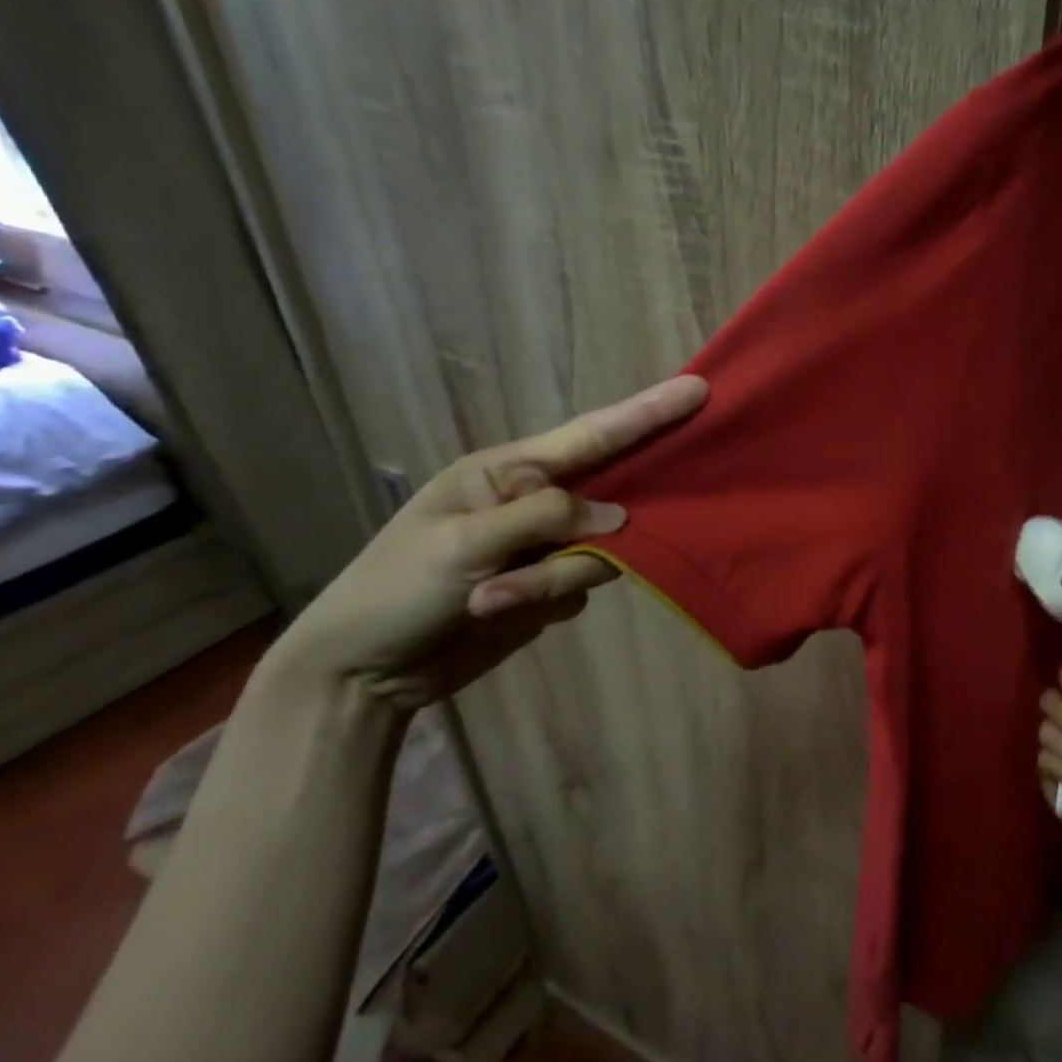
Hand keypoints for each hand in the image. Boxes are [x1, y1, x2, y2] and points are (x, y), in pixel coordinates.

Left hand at [259, 375, 707, 710]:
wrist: (363, 673)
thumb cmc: (397, 589)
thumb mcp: (464, 544)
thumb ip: (546, 519)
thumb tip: (619, 519)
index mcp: (507, 471)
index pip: (591, 435)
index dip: (647, 412)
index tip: (697, 389)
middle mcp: (535, 501)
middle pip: (608, 495)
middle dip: (608, 520)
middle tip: (594, 533)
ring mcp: (545, 546)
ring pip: (600, 552)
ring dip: (555, 580)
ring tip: (493, 601)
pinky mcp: (549, 588)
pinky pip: (584, 587)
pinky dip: (549, 601)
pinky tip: (502, 615)